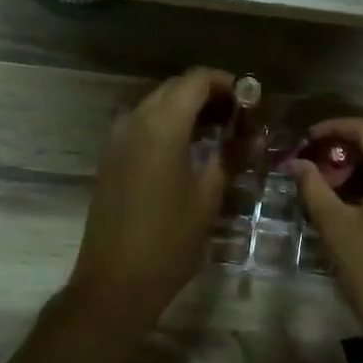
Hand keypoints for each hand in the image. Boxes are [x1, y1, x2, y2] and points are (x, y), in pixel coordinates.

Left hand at [68, 67, 232, 331]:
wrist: (115, 282)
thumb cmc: (169, 241)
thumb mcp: (208, 197)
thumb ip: (230, 156)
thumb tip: (252, 134)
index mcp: (161, 125)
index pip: (197, 80)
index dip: (228, 83)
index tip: (252, 102)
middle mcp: (135, 121)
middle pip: (176, 88)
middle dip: (210, 96)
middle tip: (241, 119)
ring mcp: (117, 139)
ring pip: (157, 105)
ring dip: (189, 111)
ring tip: (222, 134)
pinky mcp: (110, 158)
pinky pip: (143, 125)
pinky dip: (169, 126)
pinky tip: (191, 150)